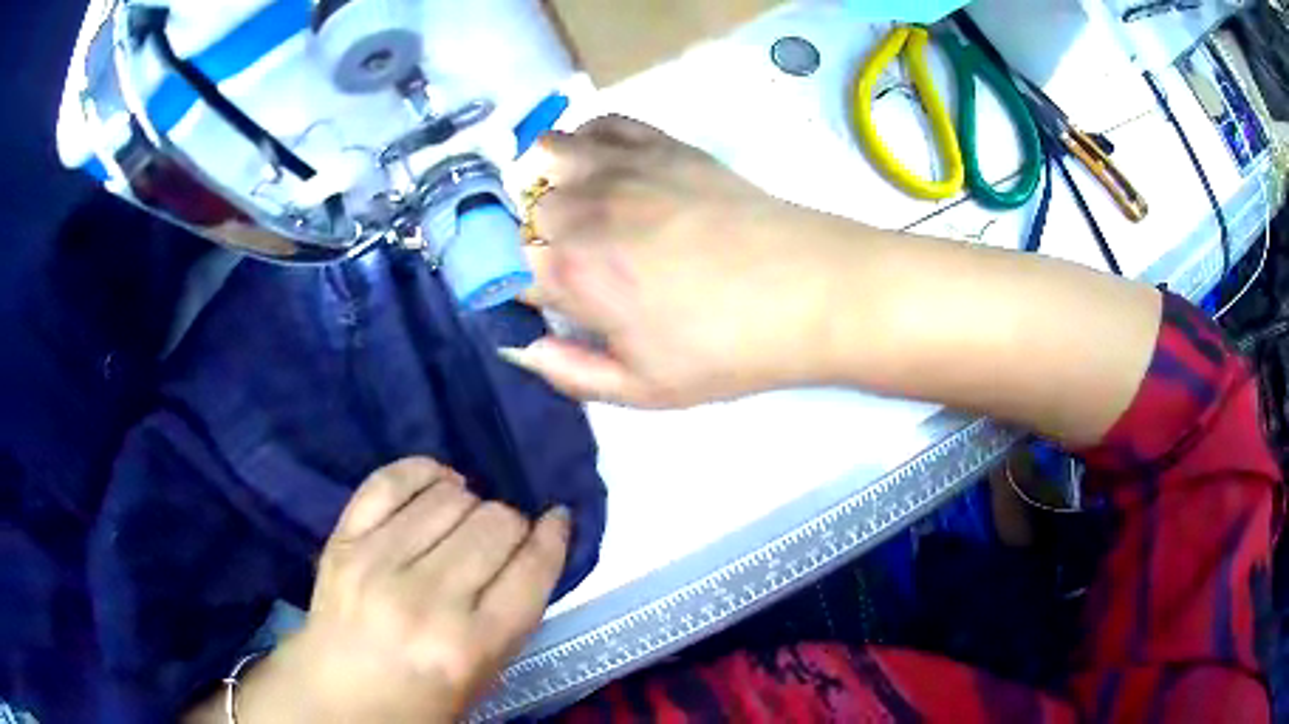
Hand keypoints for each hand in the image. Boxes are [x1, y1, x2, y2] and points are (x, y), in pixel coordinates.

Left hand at [231, 458, 569, 722]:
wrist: (335, 696)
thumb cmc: (420, 700)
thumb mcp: (485, 675)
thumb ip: (513, 613)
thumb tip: (535, 544)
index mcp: (469, 646)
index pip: (532, 569)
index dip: (554, 535)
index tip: (557, 519)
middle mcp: (425, 600)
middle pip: (496, 523)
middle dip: (513, 524)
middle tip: (504, 539)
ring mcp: (377, 563)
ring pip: (451, 496)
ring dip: (472, 503)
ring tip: (467, 520)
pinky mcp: (343, 540)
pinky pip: (392, 480)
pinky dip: (425, 472)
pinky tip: (438, 485)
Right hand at [507, 116, 857, 407]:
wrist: (809, 291)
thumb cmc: (726, 349)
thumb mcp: (643, 390)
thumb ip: (568, 372)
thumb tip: (516, 346)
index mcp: (572, 273)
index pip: (500, 267)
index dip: (510, 286)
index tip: (535, 302)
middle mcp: (583, 209)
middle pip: (519, 213)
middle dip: (528, 241)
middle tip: (566, 266)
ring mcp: (622, 167)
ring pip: (544, 156)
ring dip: (543, 183)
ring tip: (572, 210)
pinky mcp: (661, 144)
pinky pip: (599, 123)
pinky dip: (585, 140)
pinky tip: (601, 166)